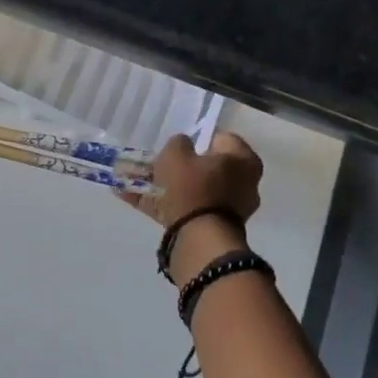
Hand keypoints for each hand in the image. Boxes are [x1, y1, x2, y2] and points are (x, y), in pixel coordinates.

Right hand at [120, 131, 264, 228]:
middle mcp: (244, 183)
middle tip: (155, 164)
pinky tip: (134, 199)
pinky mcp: (214, 228)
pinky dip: (163, 205)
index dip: (196, 138)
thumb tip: (182, 145)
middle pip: (207, 167)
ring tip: (136, 183)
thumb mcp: (176, 154)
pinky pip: (186, 210)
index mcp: (243, 160)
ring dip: (167, 186)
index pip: (220, 139)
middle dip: (179, 166)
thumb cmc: (193, 187)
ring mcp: (231, 208)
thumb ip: (178, 143)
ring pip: (193, 190)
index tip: (176, 144)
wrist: (199, 239)